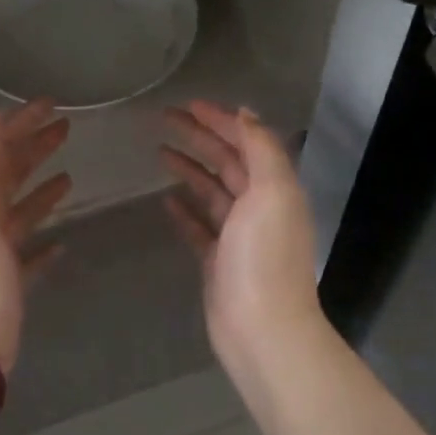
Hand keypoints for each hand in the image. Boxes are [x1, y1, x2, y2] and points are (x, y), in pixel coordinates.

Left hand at [0, 99, 71, 372]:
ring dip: (41, 187)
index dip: (16, 122)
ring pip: (20, 210)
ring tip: (70, 174)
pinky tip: (63, 241)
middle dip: (33, 146)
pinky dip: (44, 240)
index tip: (47, 103)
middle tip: (66, 128)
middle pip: (8, 173)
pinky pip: (29, 253)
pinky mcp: (9, 283)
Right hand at [161, 101, 325, 361]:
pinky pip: (199, 226)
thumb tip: (245, 113)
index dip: (220, 120)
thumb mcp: (271, 192)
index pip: (246, 141)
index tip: (189, 104)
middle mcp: (259, 206)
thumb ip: (261, 148)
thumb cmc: (265, 258)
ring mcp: (238, 236)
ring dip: (189, 169)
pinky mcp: (218, 261)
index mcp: (275, 187)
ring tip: (160, 151)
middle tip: (164, 119)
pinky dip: (184, 210)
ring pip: (211, 191)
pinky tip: (165, 199)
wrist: (262, 329)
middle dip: (199, 137)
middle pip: (227, 161)